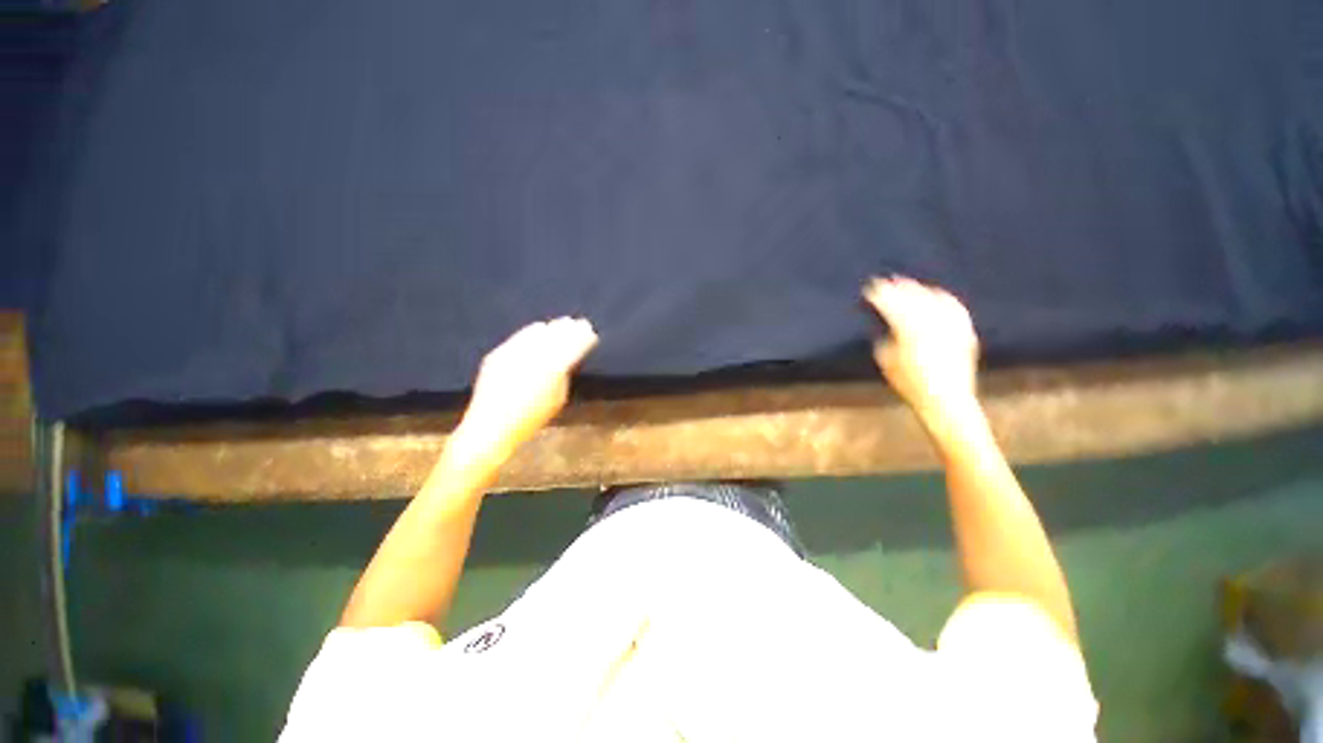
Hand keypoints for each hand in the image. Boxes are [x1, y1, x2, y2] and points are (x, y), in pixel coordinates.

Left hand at [456, 317, 597, 459]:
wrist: (492, 425)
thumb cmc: (531, 418)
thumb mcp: (558, 398)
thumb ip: (563, 375)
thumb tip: (566, 359)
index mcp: (554, 367)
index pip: (574, 345)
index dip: (584, 337)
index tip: (590, 332)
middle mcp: (535, 355)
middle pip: (557, 335)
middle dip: (570, 329)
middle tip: (581, 324)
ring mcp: (515, 352)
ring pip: (538, 332)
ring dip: (553, 327)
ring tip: (562, 323)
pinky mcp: (499, 353)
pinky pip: (520, 337)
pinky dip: (532, 332)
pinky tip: (538, 328)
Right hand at [863, 277, 979, 418]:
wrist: (945, 400)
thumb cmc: (909, 383)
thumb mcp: (886, 360)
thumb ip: (885, 337)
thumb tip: (887, 325)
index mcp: (908, 330)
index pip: (890, 304)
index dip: (879, 295)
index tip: (870, 288)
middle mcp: (931, 323)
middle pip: (912, 298)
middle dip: (897, 288)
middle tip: (886, 281)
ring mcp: (950, 326)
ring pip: (933, 299)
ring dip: (918, 289)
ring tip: (908, 284)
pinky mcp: (964, 331)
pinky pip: (954, 307)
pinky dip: (942, 298)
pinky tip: (937, 293)